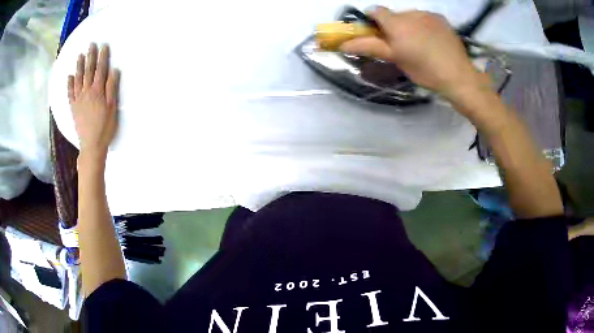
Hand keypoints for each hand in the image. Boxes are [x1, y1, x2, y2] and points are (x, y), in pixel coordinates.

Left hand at [68, 43, 119, 162]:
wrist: (91, 145)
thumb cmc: (105, 127)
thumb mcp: (112, 108)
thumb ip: (112, 88)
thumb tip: (113, 70)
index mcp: (97, 91)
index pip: (100, 70)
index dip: (102, 57)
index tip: (103, 46)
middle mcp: (86, 92)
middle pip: (88, 71)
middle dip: (90, 57)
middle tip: (91, 45)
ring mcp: (78, 100)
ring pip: (78, 79)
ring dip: (79, 66)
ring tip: (80, 56)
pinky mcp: (73, 108)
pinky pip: (70, 93)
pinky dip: (69, 84)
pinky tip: (69, 76)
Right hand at [340, 8, 489, 99]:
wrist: (458, 76)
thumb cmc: (424, 70)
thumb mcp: (396, 59)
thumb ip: (370, 47)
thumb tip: (344, 44)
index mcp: (396, 23)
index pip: (376, 11)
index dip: (373, 20)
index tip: (378, 33)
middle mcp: (410, 13)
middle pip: (394, 15)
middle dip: (394, 25)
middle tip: (402, 45)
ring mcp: (428, 14)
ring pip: (411, 16)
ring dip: (409, 25)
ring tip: (420, 44)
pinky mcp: (441, 19)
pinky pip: (426, 18)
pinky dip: (424, 26)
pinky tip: (433, 40)